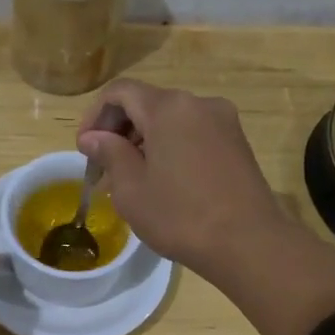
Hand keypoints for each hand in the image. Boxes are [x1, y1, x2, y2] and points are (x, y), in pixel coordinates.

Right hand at [76, 80, 286, 277]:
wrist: (248, 242)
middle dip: (120, 129)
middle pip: (147, 103)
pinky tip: (165, 180)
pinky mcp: (237, 142)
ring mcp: (223, 121)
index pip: (120, 92)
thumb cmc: (180, 215)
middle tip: (104, 167)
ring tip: (133, 178)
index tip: (85, 149)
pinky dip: (171, 146)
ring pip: (171, 119)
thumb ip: (109, 153)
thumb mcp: (131, 189)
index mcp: (168, 107)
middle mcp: (198, 103)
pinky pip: (193, 133)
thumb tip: (93, 137)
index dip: (95, 116)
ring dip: (145, 140)